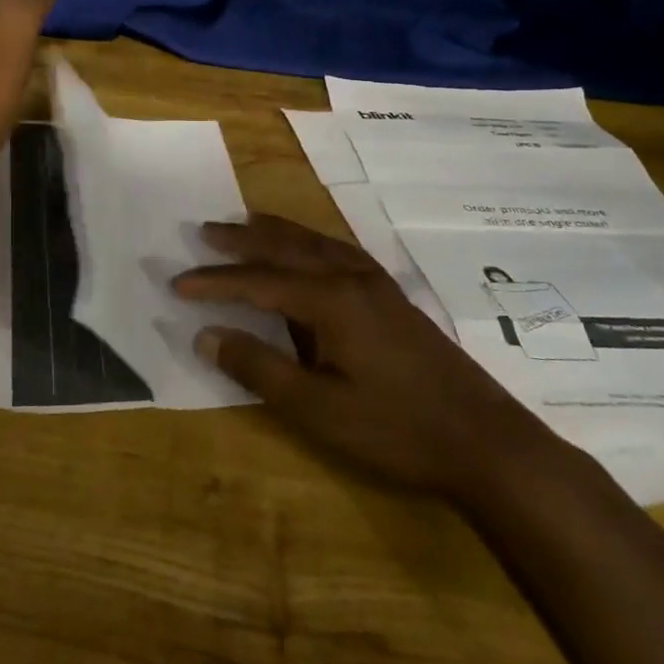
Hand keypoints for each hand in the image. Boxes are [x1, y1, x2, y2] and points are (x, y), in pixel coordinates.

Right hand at [173, 214, 547, 499]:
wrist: (486, 441)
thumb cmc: (396, 429)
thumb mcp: (318, 409)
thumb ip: (259, 369)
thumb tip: (206, 336)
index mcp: (330, 300)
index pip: (257, 282)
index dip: (215, 282)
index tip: (177, 283)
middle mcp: (351, 278)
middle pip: (286, 247)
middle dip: (242, 239)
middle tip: (205, 230)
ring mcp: (376, 285)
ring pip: (316, 243)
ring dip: (277, 232)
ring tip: (248, 222)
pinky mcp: (392, 298)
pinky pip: (339, 251)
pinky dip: (310, 242)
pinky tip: (309, 250)